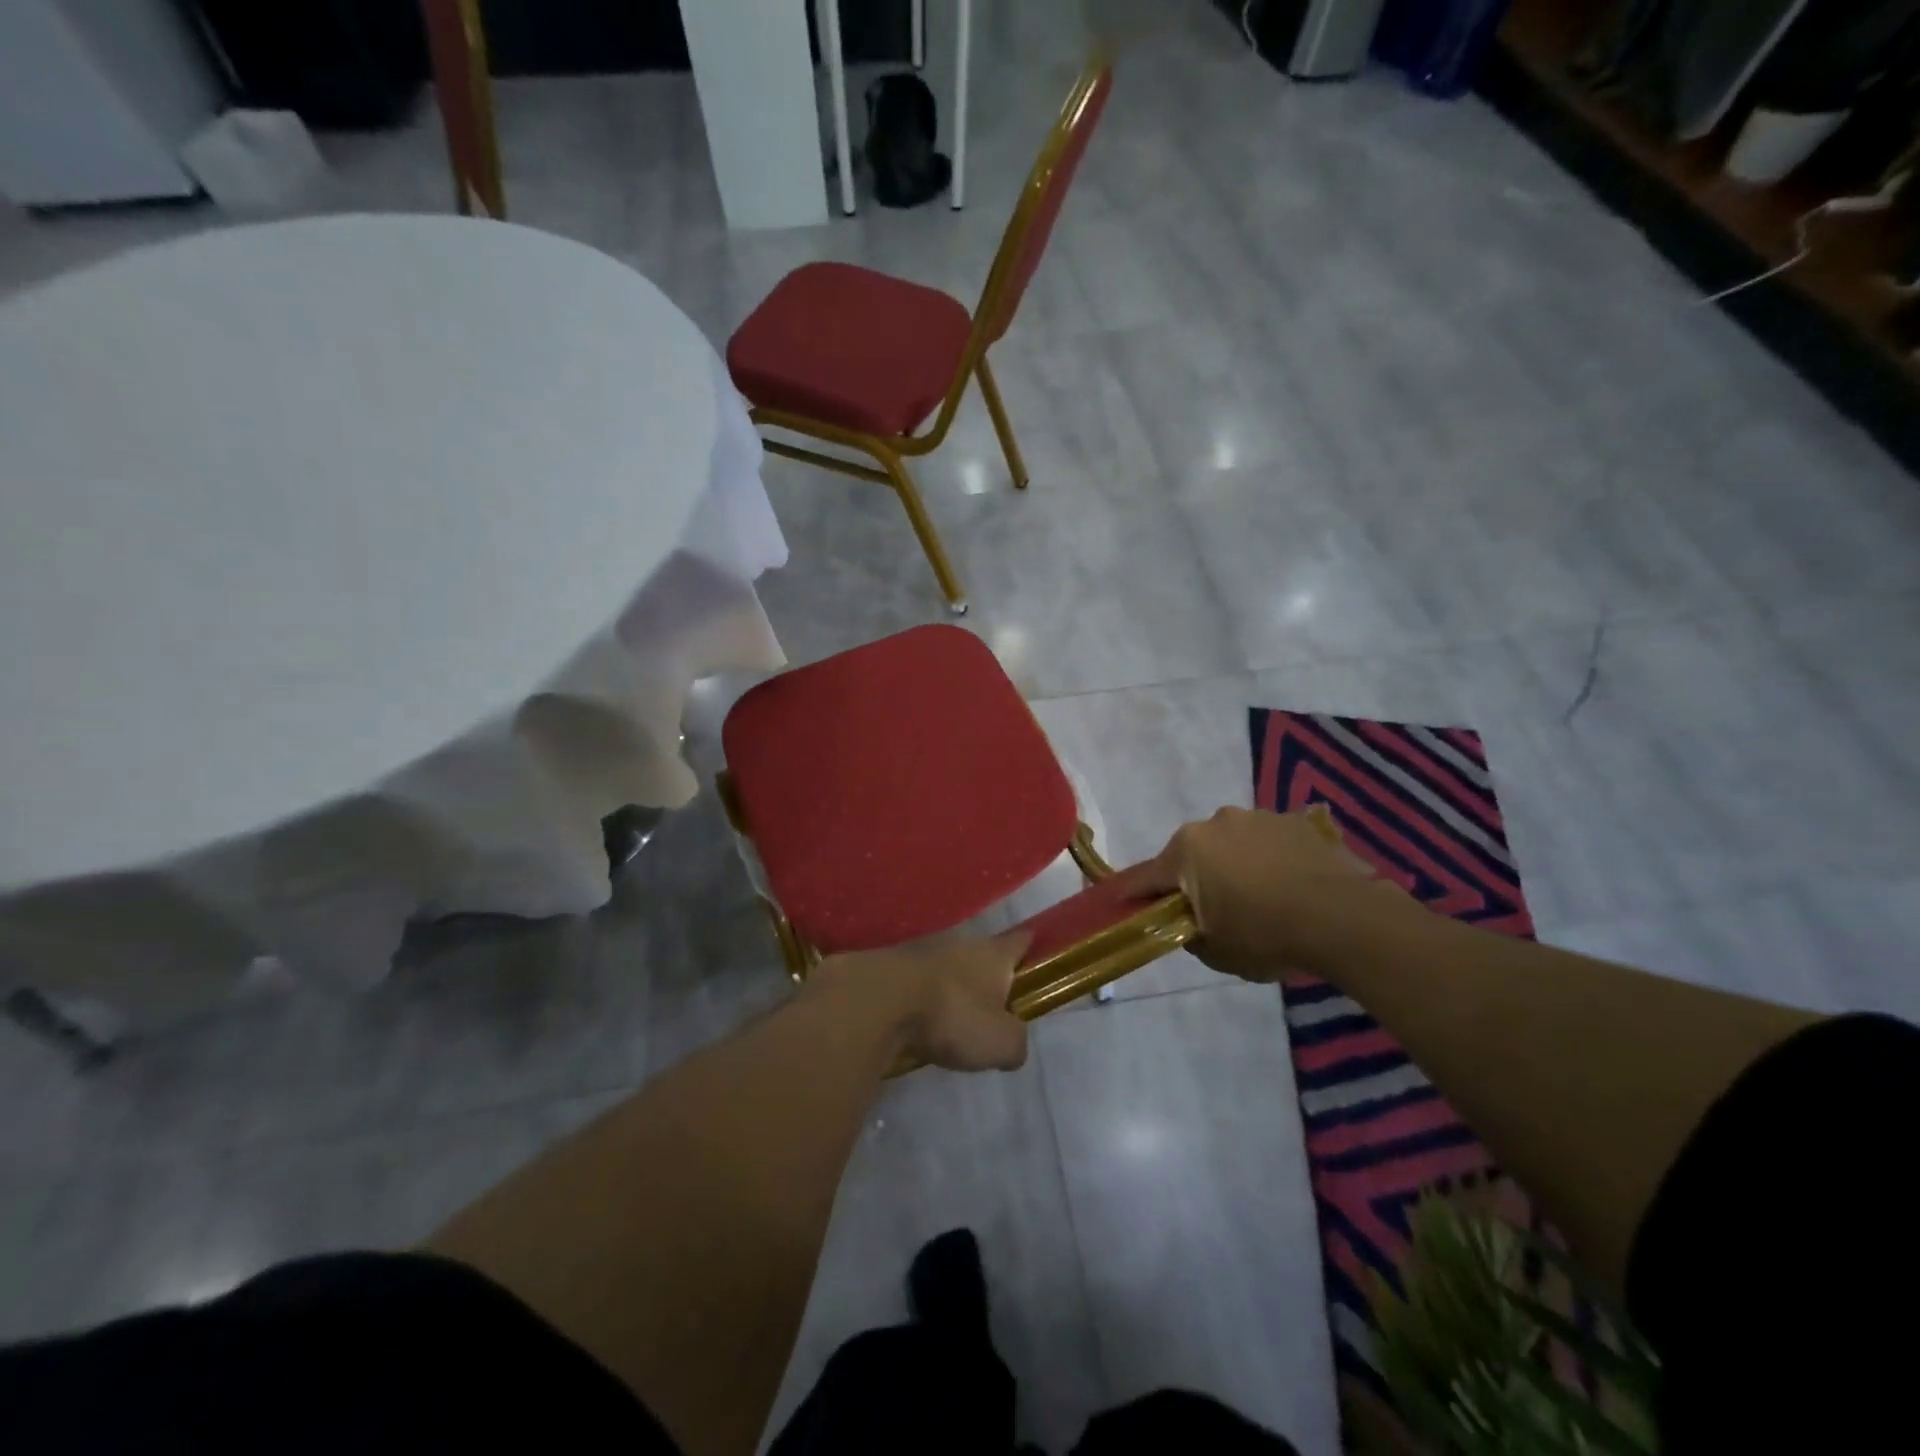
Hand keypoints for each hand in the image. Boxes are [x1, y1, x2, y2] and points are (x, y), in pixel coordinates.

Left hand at [803, 931, 1032, 1072]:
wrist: (877, 1001)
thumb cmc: (952, 1015)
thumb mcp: (1000, 1043)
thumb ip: (1015, 1043)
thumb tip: (1013, 1045)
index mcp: (992, 954)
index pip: (1019, 941)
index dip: (1029, 946)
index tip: (1035, 948)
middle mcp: (960, 944)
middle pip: (981, 954)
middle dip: (987, 973)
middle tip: (993, 1001)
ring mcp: (921, 952)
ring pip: (946, 967)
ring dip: (950, 986)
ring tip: (954, 1015)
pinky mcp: (890, 968)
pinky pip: (916, 983)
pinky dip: (920, 998)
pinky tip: (919, 1020)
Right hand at [1110, 805, 1407, 981]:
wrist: (1344, 918)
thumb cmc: (1266, 935)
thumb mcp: (1215, 951)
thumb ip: (1189, 933)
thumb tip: (1188, 922)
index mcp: (1186, 851)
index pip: (1147, 877)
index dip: (1136, 895)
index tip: (1127, 905)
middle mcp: (1215, 823)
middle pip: (1192, 855)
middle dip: (1196, 878)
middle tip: (1215, 910)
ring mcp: (1257, 817)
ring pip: (1232, 844)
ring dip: (1236, 864)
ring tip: (1264, 897)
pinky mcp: (1295, 821)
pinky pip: (1270, 842)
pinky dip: (1271, 859)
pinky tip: (1292, 886)